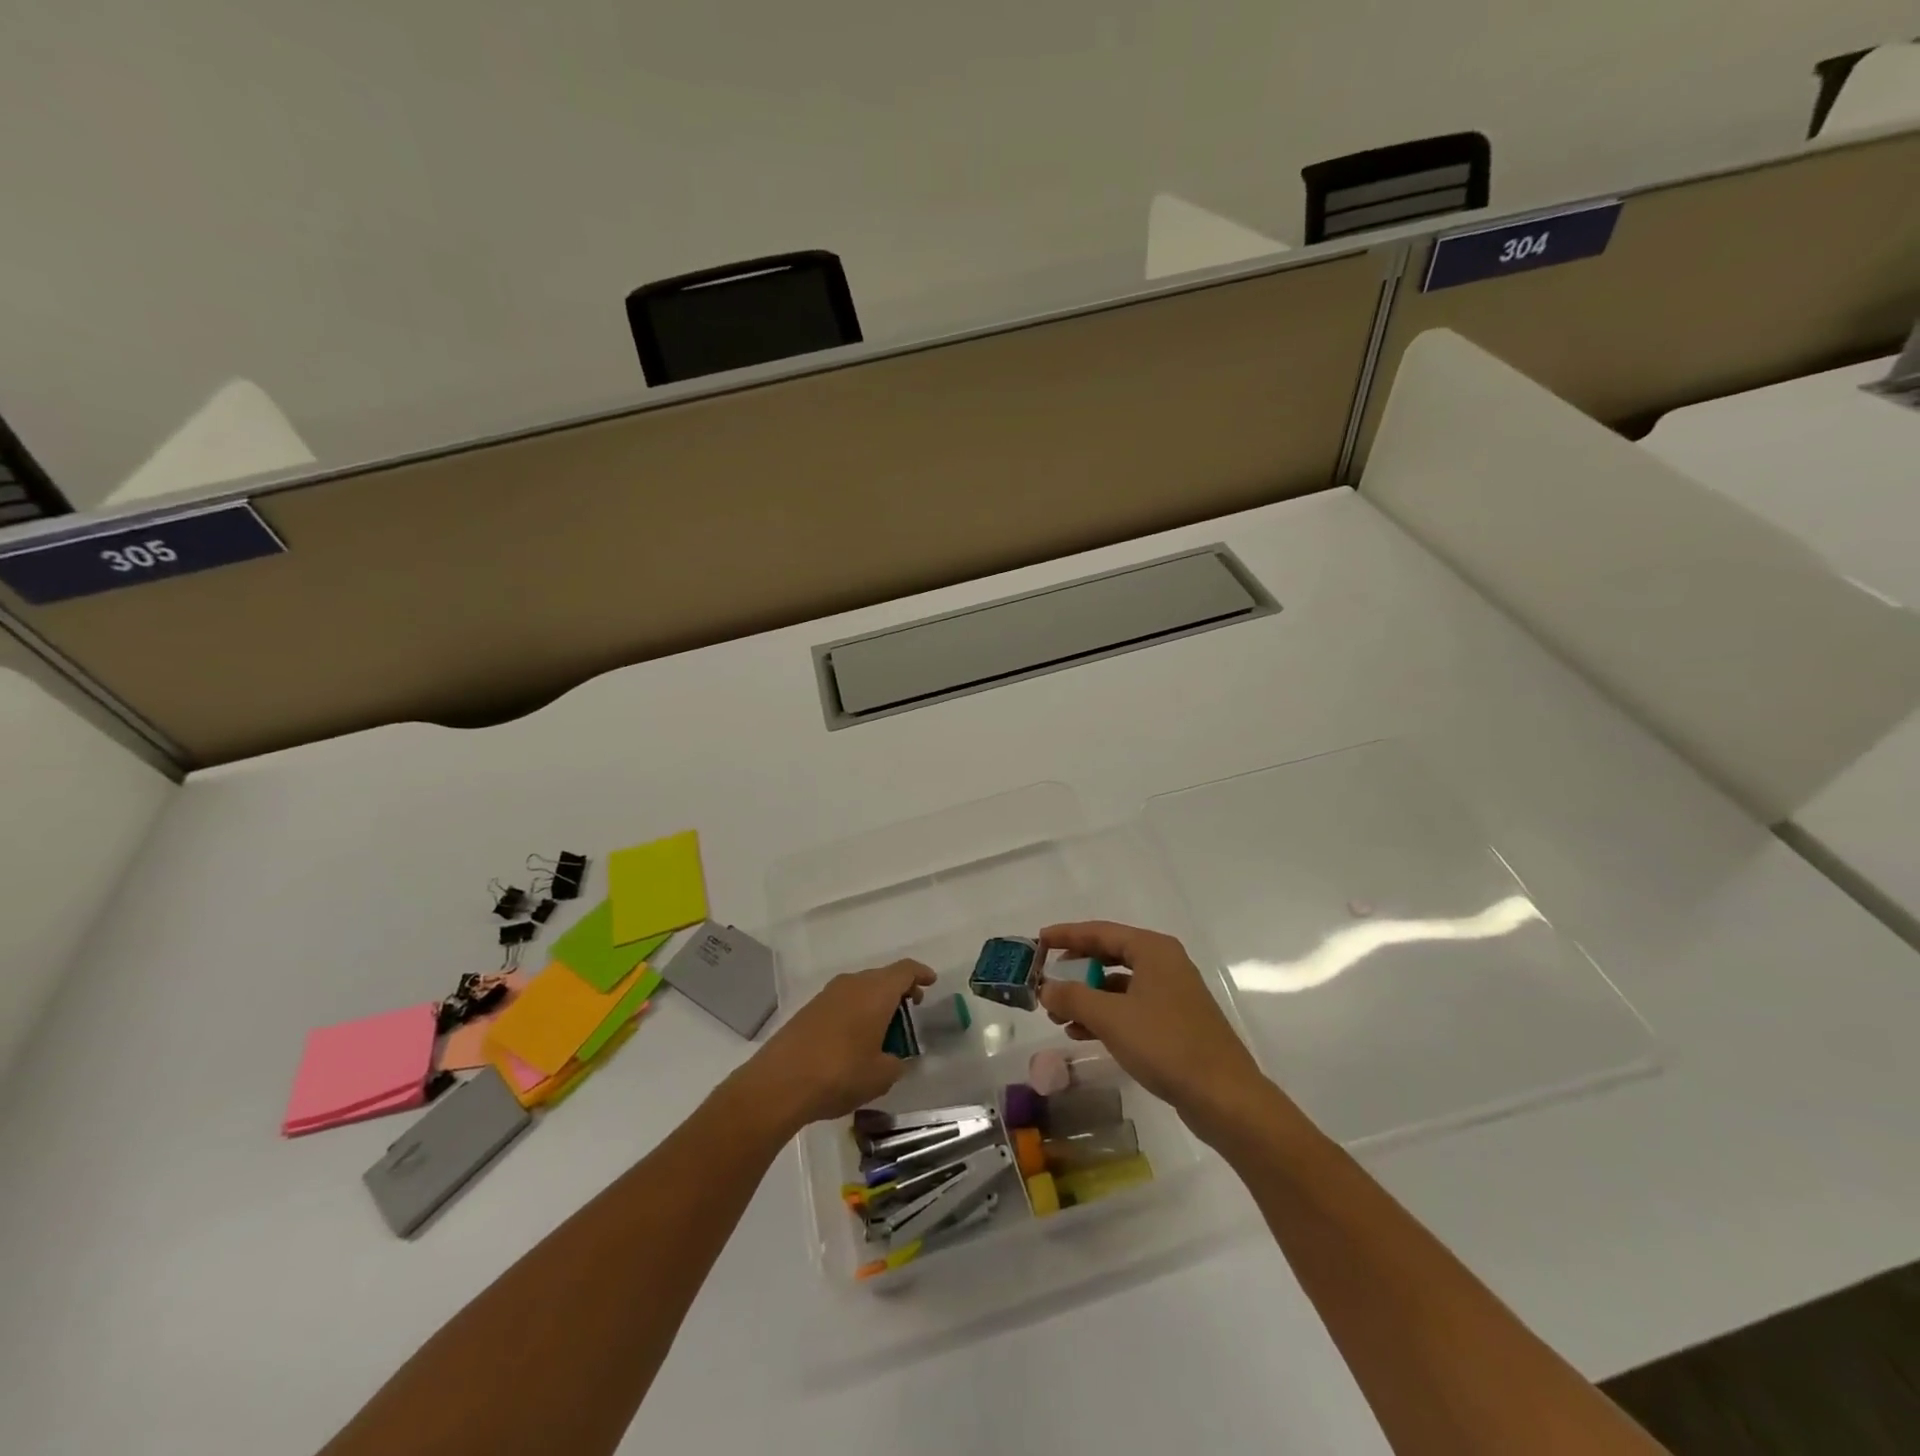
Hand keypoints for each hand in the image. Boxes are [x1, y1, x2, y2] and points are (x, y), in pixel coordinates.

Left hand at [733, 960, 936, 1133]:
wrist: (780, 1082)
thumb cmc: (840, 1073)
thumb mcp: (881, 1076)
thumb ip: (896, 1063)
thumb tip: (894, 1059)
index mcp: (876, 991)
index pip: (905, 970)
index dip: (920, 974)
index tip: (930, 983)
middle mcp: (852, 984)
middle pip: (882, 977)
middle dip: (899, 991)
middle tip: (910, 1011)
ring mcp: (827, 995)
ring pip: (860, 988)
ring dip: (875, 1002)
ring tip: (883, 1030)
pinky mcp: (809, 1010)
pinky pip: (842, 1001)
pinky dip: (856, 1012)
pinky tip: (855, 1039)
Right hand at [1036, 922, 1268, 1144]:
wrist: (1224, 1097)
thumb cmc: (1166, 1045)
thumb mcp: (1111, 1018)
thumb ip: (1073, 997)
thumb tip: (1045, 987)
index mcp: (1153, 949)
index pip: (1100, 931)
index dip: (1066, 935)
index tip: (1038, 941)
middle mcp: (1164, 963)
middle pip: (1110, 955)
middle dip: (1076, 969)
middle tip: (1046, 978)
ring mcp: (1172, 993)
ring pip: (1119, 984)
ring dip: (1087, 996)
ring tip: (1057, 1014)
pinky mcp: (1175, 1021)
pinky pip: (1131, 1007)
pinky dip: (1106, 1015)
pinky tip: (1081, 1033)